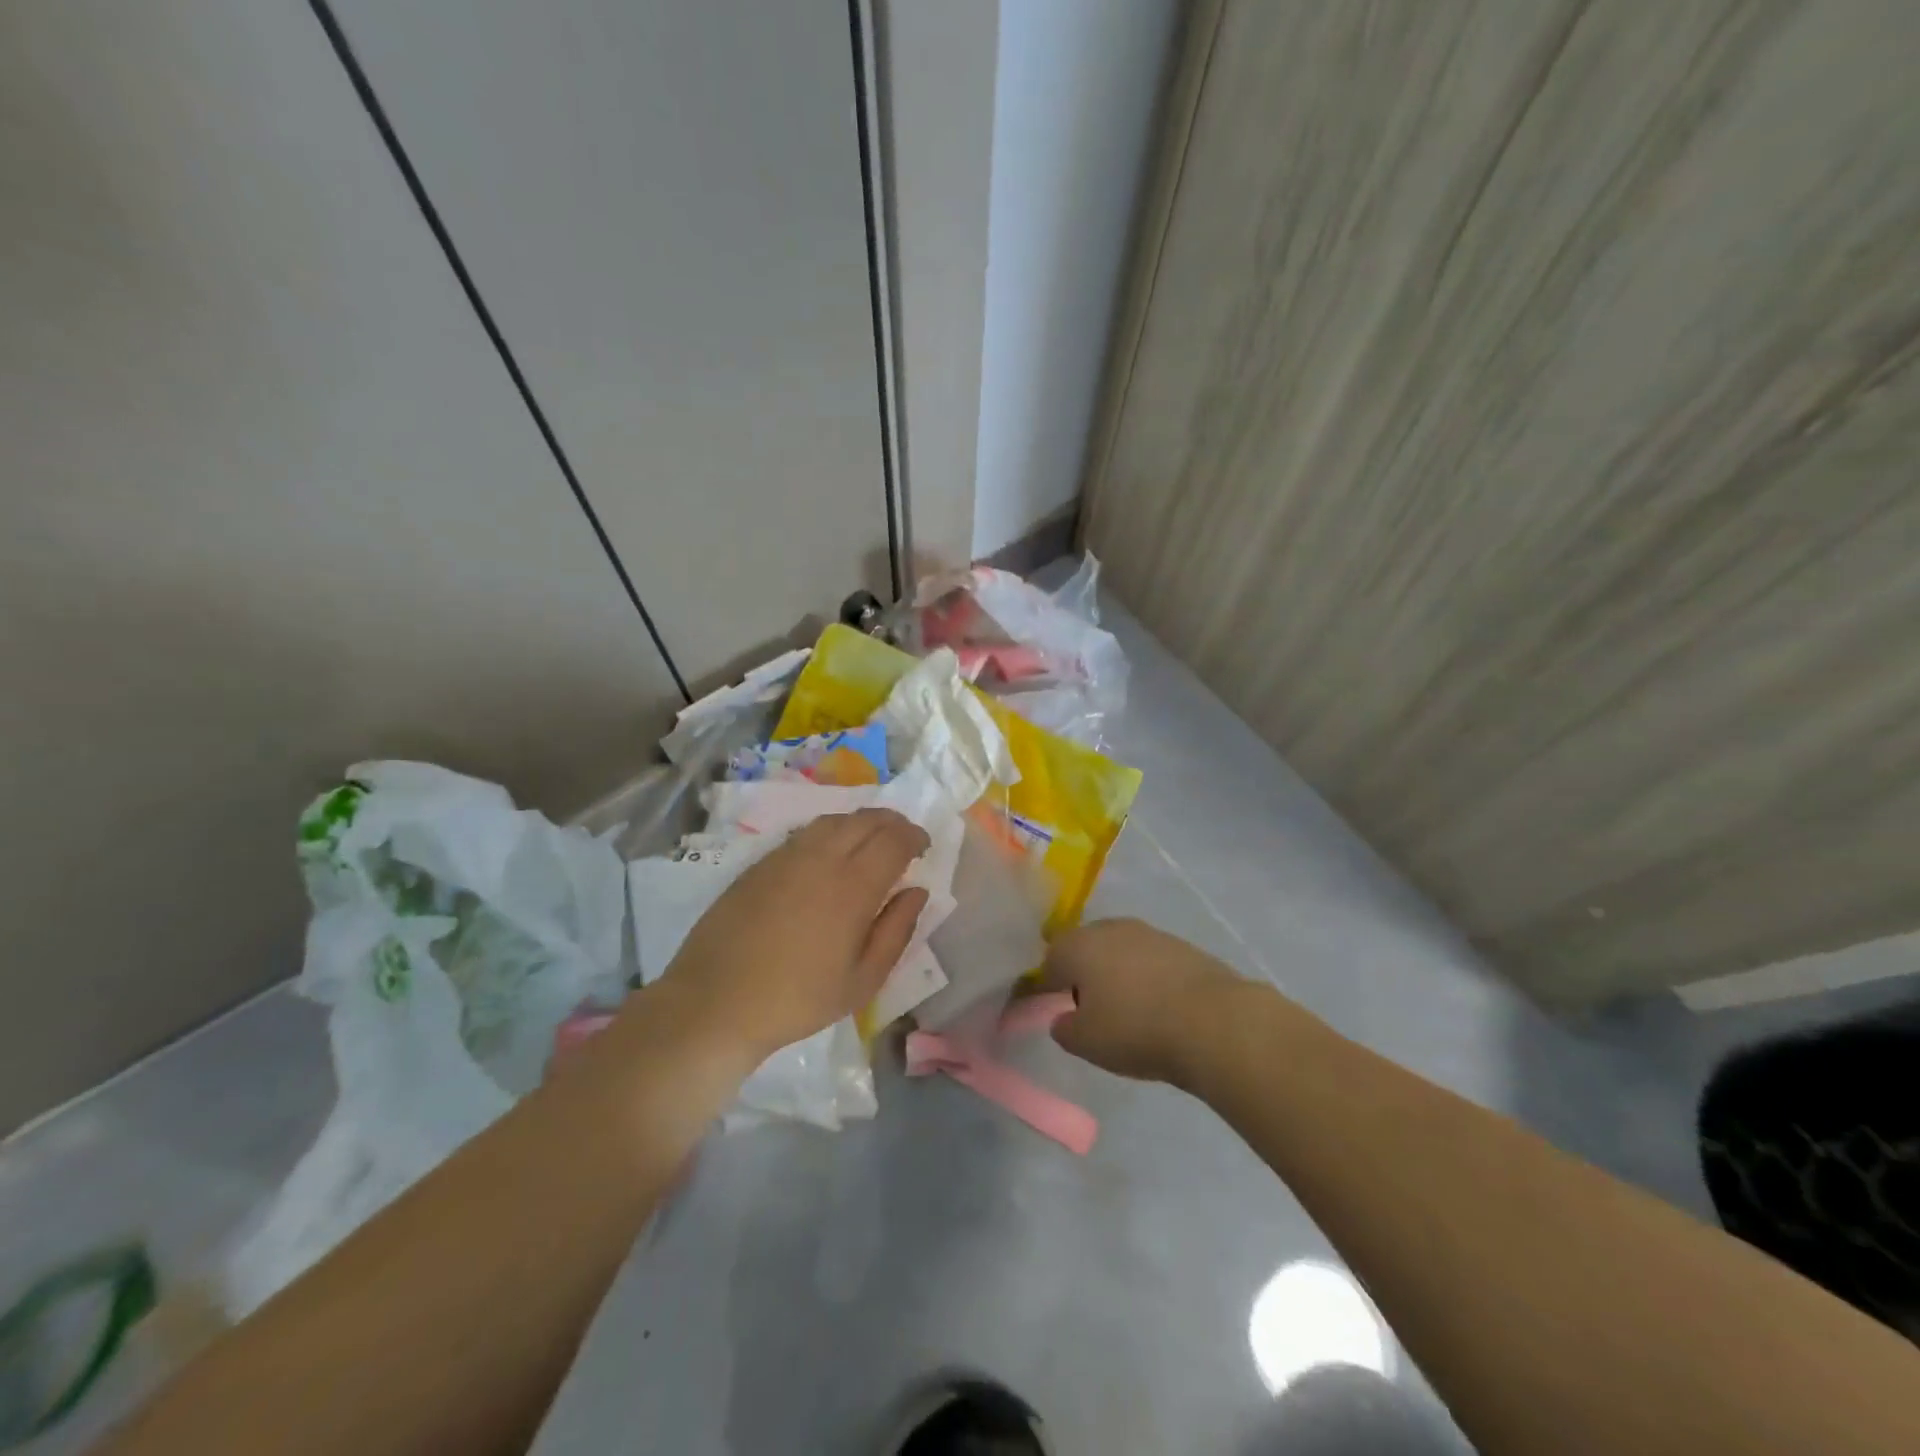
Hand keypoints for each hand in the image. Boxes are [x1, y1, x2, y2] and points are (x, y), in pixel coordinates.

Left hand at [663, 808, 929, 1062]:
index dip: (914, 836)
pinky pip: (806, 832)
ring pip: (834, 820)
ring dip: (861, 822)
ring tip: (871, 840)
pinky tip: (831, 851)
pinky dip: (831, 831)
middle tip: (904, 839)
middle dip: (893, 823)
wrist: (716, 1001)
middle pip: (866, 820)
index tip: (923, 847)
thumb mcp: (862, 981)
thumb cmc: (798, 999)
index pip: (894, 840)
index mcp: (853, 887)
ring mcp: (787, 856)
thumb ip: (896, 931)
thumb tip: (917, 892)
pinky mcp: (762, 862)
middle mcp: (822, 859)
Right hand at [1043, 918, 1247, 1086]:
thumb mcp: (1086, 1042)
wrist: (1213, 1021)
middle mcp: (1110, 928)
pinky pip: (1151, 960)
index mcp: (1078, 945)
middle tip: (1089, 1008)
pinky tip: (1158, 1006)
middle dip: (1083, 973)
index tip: (1052, 1009)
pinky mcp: (1182, 946)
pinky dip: (1147, 978)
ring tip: (1126, 1010)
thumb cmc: (1135, 1029)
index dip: (1048, 985)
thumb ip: (1064, 1028)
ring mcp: (1149, 933)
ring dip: (1117, 974)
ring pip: (1120, 951)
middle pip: (1086, 948)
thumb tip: (1063, 1019)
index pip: (1051, 959)